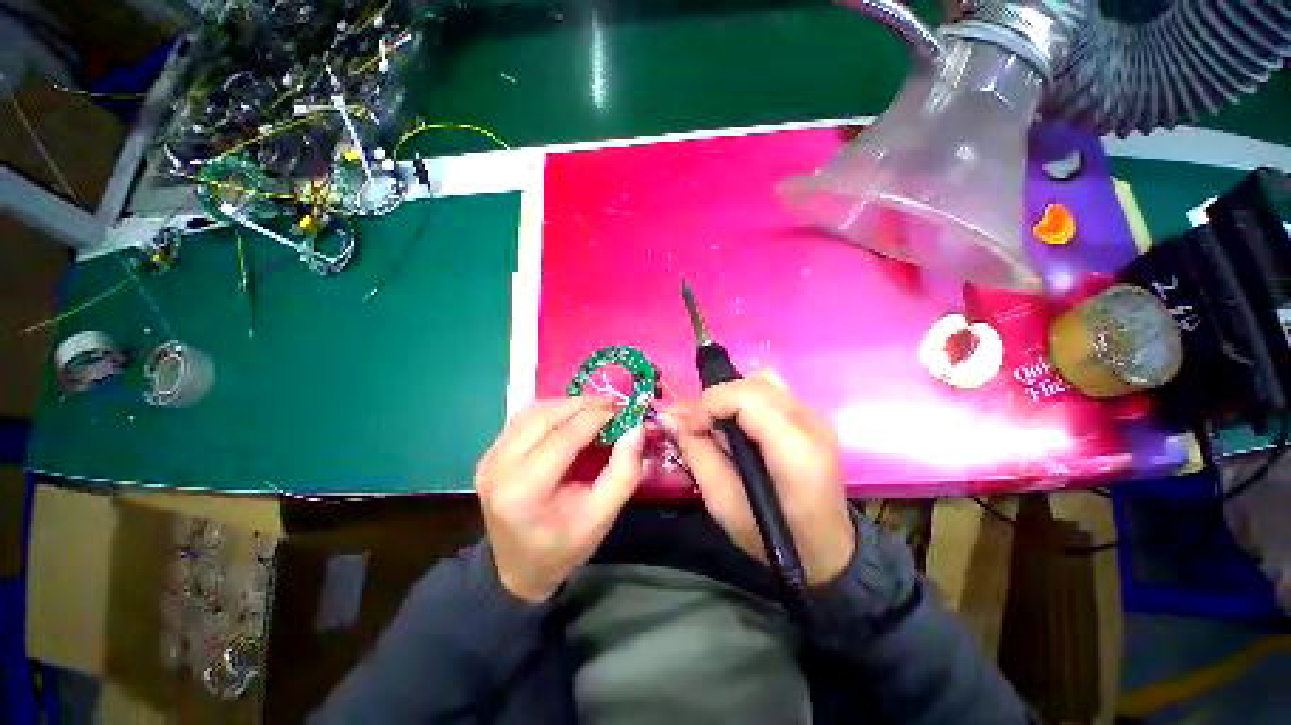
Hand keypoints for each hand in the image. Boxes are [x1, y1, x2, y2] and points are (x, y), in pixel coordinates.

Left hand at [475, 397, 643, 602]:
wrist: (517, 568)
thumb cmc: (562, 547)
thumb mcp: (601, 517)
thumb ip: (624, 472)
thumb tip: (636, 428)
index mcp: (524, 490)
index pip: (564, 437)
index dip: (596, 417)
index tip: (623, 411)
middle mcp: (498, 467)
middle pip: (545, 417)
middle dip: (583, 405)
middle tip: (612, 405)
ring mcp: (489, 457)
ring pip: (533, 412)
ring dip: (567, 404)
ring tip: (595, 410)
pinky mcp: (490, 453)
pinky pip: (524, 418)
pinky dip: (552, 411)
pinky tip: (571, 418)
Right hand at [670, 372, 854, 586]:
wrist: (825, 549)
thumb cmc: (773, 537)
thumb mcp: (723, 503)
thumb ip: (697, 454)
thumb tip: (671, 419)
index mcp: (793, 449)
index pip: (745, 397)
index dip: (708, 405)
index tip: (689, 430)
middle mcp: (809, 422)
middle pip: (751, 384)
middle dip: (714, 401)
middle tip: (698, 428)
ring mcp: (813, 415)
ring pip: (761, 380)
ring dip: (730, 397)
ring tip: (718, 425)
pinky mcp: (810, 416)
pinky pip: (770, 389)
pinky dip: (746, 398)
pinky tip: (739, 423)